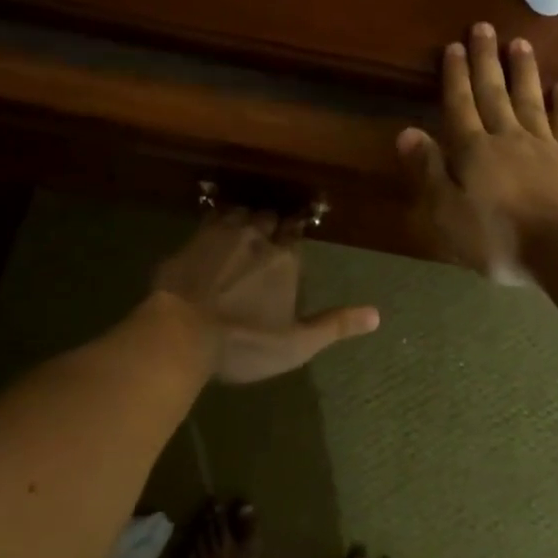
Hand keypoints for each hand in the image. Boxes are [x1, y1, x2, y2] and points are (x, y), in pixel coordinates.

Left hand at [151, 209, 379, 383]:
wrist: (180, 334)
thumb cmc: (244, 342)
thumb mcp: (296, 344)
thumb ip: (335, 325)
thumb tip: (377, 315)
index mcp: (285, 258)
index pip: (296, 231)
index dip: (294, 232)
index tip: (293, 235)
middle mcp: (256, 236)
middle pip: (268, 217)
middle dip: (270, 224)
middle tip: (267, 235)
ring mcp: (220, 234)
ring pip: (238, 213)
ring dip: (243, 219)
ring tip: (242, 230)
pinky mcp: (190, 241)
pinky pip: (208, 221)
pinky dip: (214, 224)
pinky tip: (210, 234)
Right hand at [397, 23, 557, 278]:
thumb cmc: (501, 237)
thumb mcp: (448, 213)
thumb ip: (428, 171)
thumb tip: (406, 131)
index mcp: (474, 151)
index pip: (460, 105)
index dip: (455, 76)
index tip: (454, 46)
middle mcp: (508, 138)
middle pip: (494, 93)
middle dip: (486, 60)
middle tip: (484, 27)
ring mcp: (544, 146)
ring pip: (530, 100)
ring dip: (523, 71)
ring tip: (520, 43)